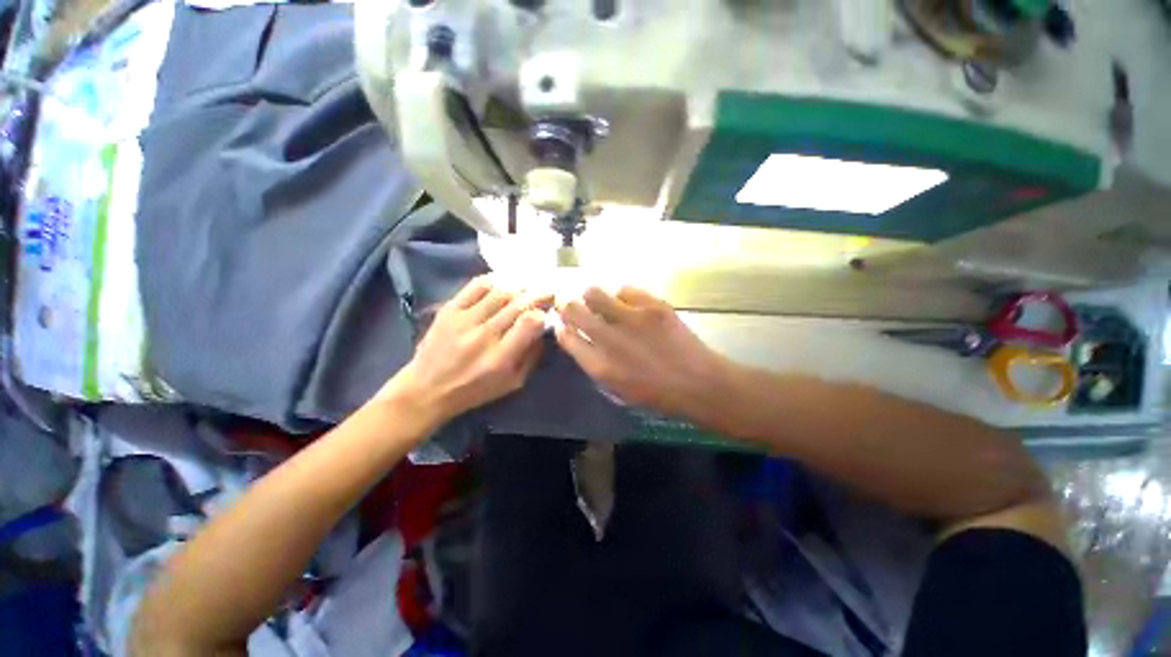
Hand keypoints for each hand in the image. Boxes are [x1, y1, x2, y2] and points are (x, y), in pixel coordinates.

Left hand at [380, 276, 548, 424]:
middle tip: (549, 290)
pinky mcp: (448, 310)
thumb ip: (531, 356)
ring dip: (520, 286)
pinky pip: (476, 286)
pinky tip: (505, 281)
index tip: (548, 310)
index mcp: (501, 357)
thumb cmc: (475, 390)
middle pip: (518, 304)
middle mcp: (483, 335)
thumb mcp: (512, 383)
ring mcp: (464, 320)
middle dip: (538, 294)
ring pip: (500, 292)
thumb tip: (543, 329)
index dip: (543, 312)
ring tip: (530, 285)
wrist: (427, 389)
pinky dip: (494, 280)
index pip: (529, 322)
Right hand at [555, 287, 729, 422]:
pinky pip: (625, 289)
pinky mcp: (652, 305)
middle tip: (575, 306)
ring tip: (603, 303)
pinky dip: (623, 296)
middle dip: (569, 306)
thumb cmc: (656, 393)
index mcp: (599, 365)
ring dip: (593, 297)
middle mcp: (609, 339)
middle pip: (573, 310)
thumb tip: (580, 340)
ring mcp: (631, 319)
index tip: (565, 324)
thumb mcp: (617, 389)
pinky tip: (631, 305)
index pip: (566, 337)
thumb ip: (594, 364)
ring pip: (594, 292)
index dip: (562, 327)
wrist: (697, 383)